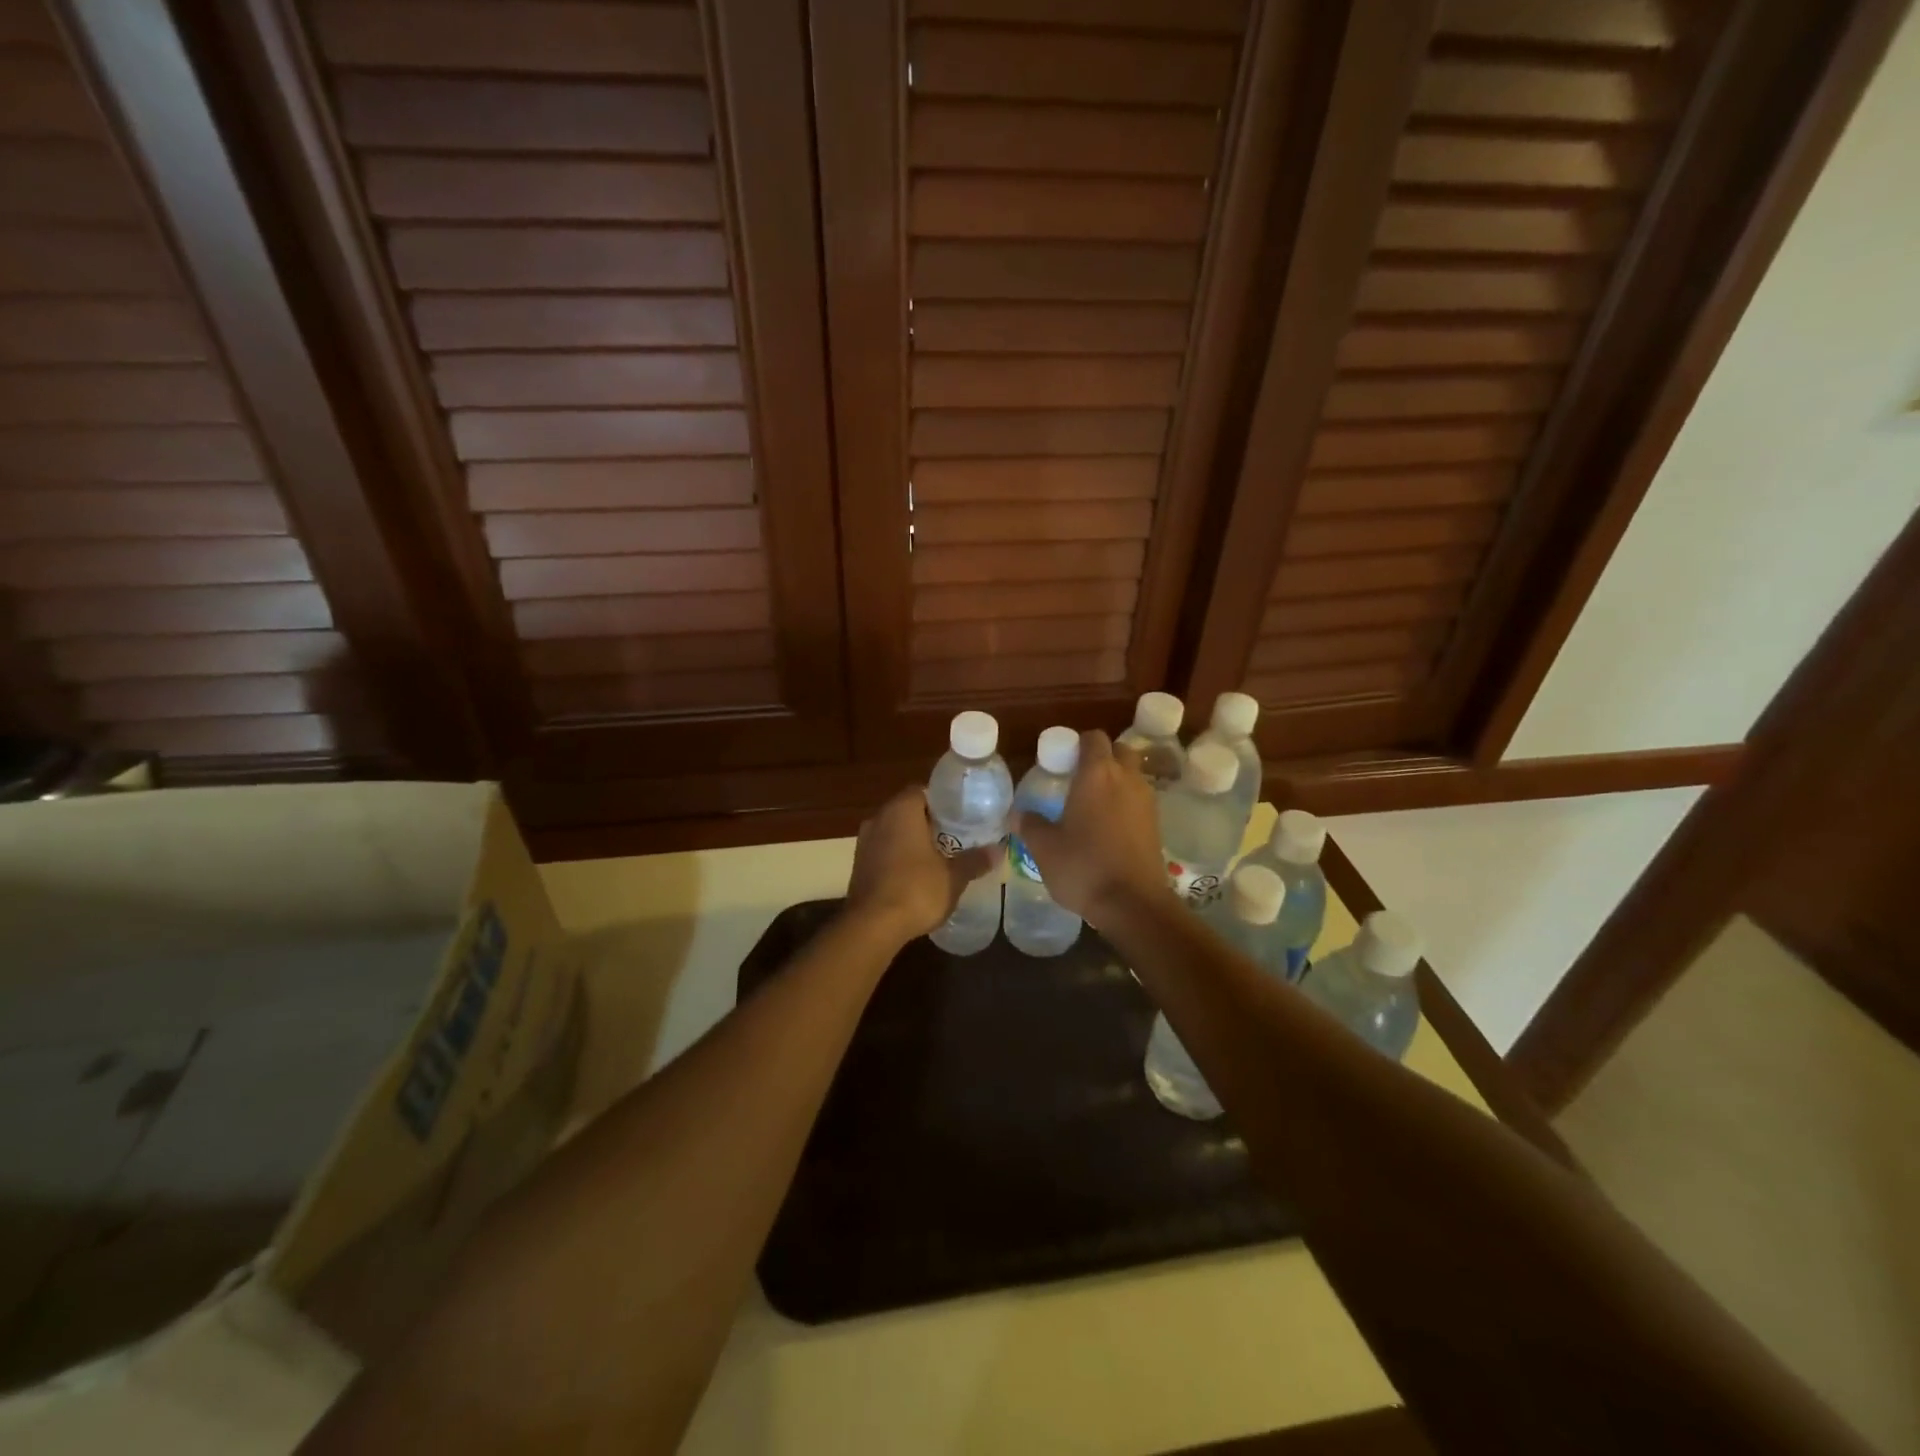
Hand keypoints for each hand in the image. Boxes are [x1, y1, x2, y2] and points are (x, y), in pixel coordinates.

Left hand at [846, 786, 997, 942]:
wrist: (872, 926)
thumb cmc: (916, 890)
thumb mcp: (953, 877)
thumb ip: (975, 860)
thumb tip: (997, 850)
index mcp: (901, 810)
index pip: (923, 791)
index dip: (944, 802)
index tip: (962, 816)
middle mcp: (878, 818)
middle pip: (908, 811)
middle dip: (930, 822)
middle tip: (956, 836)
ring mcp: (864, 842)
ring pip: (894, 832)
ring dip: (913, 841)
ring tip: (940, 856)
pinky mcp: (858, 865)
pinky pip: (884, 851)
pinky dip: (899, 858)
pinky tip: (917, 875)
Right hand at [1014, 730, 1166, 924]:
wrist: (1134, 904)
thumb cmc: (1084, 867)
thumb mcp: (1045, 848)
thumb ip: (1030, 825)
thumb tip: (1017, 814)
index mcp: (1097, 774)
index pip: (1093, 738)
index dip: (1077, 743)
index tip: (1061, 760)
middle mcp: (1126, 778)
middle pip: (1119, 750)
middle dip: (1101, 757)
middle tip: (1078, 779)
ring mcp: (1146, 800)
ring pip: (1132, 775)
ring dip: (1116, 780)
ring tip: (1091, 804)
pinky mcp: (1157, 823)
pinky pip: (1139, 799)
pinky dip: (1126, 803)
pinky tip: (1108, 827)